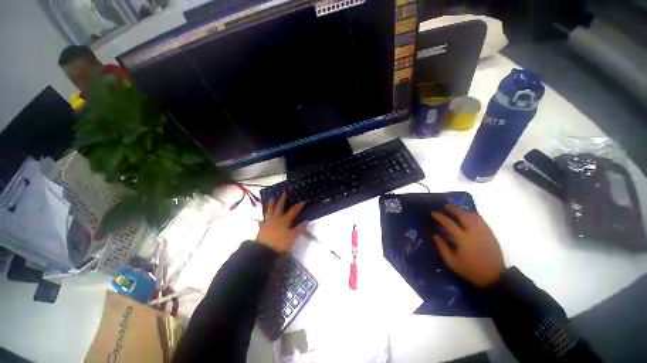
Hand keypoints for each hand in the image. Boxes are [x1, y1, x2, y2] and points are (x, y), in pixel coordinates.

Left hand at [256, 193, 306, 252]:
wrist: (264, 250)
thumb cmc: (280, 243)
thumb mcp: (292, 237)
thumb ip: (299, 229)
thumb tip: (306, 221)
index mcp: (284, 220)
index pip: (293, 211)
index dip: (298, 206)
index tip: (303, 201)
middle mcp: (276, 218)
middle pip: (279, 207)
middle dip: (282, 199)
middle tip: (284, 192)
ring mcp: (268, 222)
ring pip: (269, 210)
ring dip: (271, 203)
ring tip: (271, 198)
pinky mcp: (262, 227)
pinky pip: (262, 220)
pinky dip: (263, 217)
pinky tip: (262, 218)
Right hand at [431, 205, 504, 287]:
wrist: (494, 277)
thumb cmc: (470, 270)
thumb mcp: (452, 262)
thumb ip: (442, 247)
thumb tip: (435, 235)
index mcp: (463, 239)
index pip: (449, 223)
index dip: (440, 217)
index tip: (433, 213)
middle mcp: (474, 232)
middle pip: (463, 215)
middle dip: (453, 209)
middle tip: (445, 206)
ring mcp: (484, 232)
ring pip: (473, 215)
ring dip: (463, 211)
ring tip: (456, 210)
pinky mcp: (490, 234)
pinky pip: (480, 220)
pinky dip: (472, 215)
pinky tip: (468, 216)